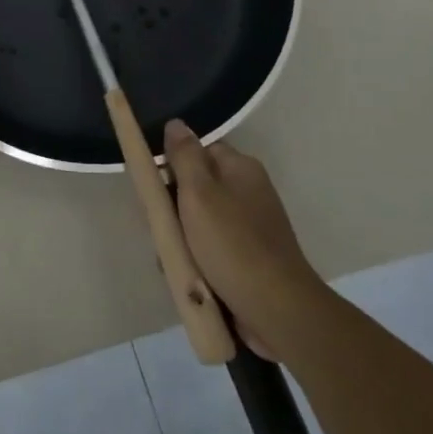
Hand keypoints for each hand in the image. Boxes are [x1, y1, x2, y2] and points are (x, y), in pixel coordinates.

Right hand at [164, 121, 320, 357]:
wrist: (276, 310)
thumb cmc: (233, 244)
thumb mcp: (199, 194)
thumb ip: (184, 156)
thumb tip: (176, 123)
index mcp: (241, 168)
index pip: (197, 151)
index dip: (172, 167)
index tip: (155, 189)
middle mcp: (249, 191)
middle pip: (197, 187)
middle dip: (174, 208)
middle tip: (163, 228)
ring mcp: (252, 226)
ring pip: (200, 221)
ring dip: (182, 238)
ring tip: (173, 258)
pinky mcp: (250, 257)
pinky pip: (213, 248)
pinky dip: (198, 259)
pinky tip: (190, 276)